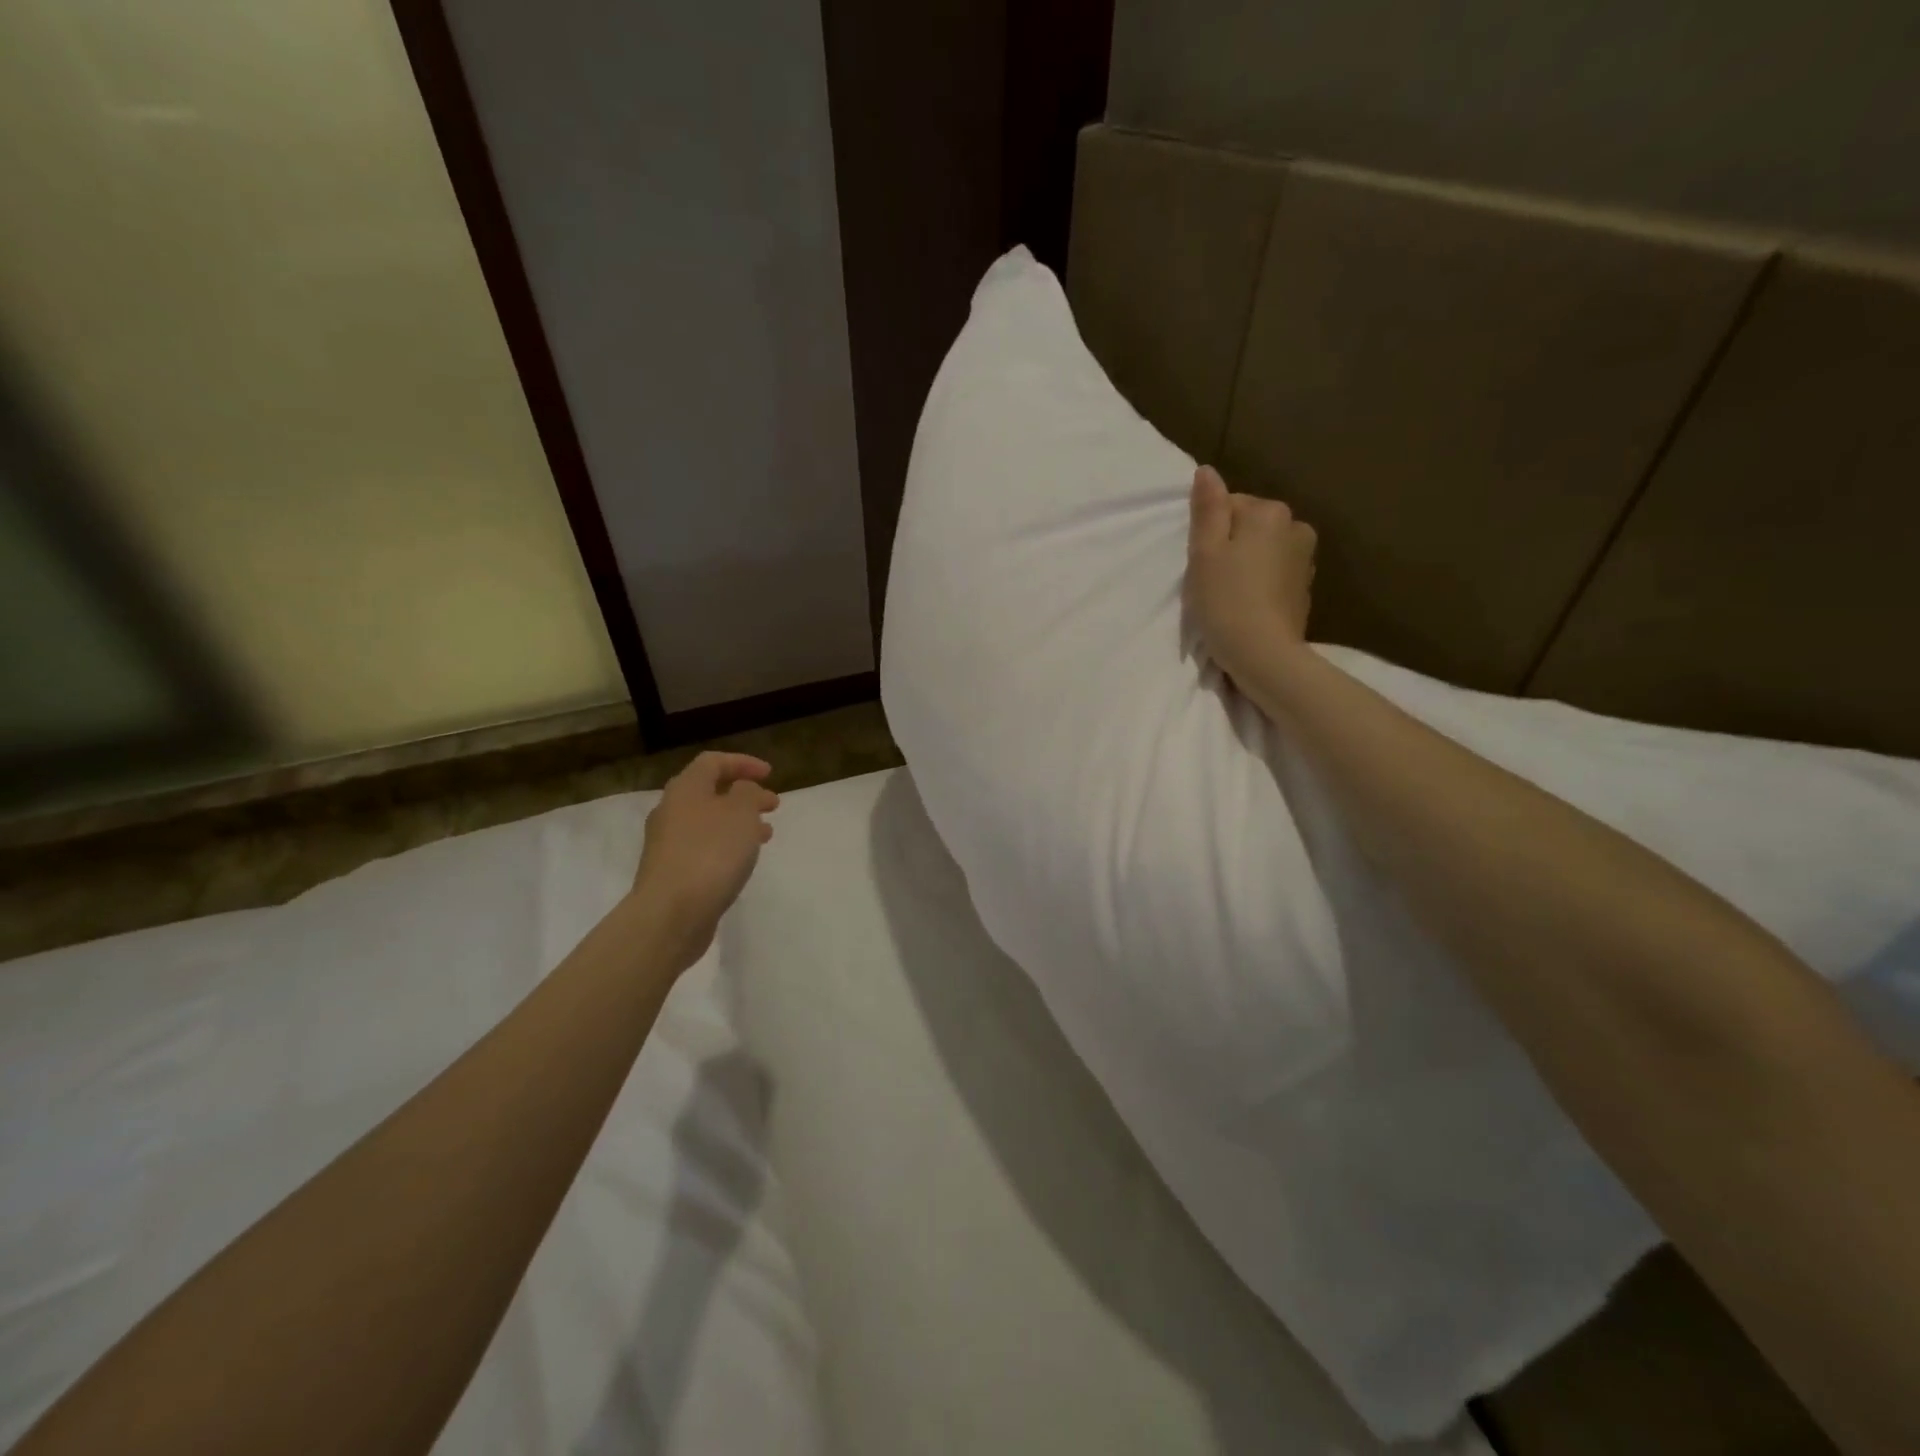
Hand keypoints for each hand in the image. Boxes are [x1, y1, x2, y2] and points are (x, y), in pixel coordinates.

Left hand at [630, 752, 779, 970]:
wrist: (671, 914)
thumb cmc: (710, 853)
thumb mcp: (741, 812)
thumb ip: (748, 793)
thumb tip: (742, 791)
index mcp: (686, 789)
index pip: (713, 762)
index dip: (743, 762)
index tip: (770, 774)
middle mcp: (671, 811)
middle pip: (709, 792)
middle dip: (743, 795)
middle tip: (772, 804)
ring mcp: (668, 844)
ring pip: (708, 822)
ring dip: (738, 822)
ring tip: (765, 834)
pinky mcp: (671, 872)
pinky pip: (703, 847)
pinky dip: (727, 845)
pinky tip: (743, 860)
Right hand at [1184, 465, 1316, 683]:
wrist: (1264, 654)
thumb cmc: (1225, 600)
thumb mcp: (1204, 552)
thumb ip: (1208, 508)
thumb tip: (1207, 471)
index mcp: (1270, 512)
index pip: (1229, 506)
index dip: (1209, 533)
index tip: (1201, 562)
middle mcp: (1296, 527)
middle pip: (1249, 526)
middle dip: (1230, 547)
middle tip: (1212, 580)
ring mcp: (1305, 559)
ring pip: (1263, 550)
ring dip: (1246, 565)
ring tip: (1229, 596)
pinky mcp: (1304, 589)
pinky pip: (1275, 574)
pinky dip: (1260, 584)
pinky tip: (1247, 606)